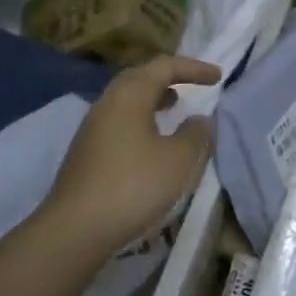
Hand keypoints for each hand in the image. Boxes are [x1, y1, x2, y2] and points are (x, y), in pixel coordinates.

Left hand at [44, 55, 221, 257]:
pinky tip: (153, 142)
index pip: (163, 67)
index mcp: (129, 96)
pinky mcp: (87, 152)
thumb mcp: (178, 160)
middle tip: (193, 85)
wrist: (77, 228)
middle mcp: (107, 104)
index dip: (193, 68)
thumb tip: (200, 119)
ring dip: (153, 99)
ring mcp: (93, 129)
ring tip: (175, 108)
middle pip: (139, 78)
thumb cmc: (134, 186)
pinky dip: (142, 120)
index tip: (218, 76)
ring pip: (127, 101)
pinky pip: (120, 122)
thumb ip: (195, 135)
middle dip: (168, 78)